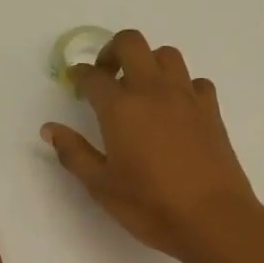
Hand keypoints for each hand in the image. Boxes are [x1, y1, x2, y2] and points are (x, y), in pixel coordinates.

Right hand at [41, 31, 260, 262]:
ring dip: (148, 62)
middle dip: (112, 51)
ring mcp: (186, 97)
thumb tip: (50, 129)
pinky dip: (181, 85)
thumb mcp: (101, 186)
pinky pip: (195, 81)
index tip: (74, 83)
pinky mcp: (211, 110)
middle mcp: (153, 91)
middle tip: (105, 76)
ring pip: (166, 55)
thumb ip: (74, 153)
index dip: (79, 76)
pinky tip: (175, 109)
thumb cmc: (150, 205)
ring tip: (140, 89)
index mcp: (120, 109)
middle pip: (131, 43)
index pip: (93, 76)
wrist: (213, 219)